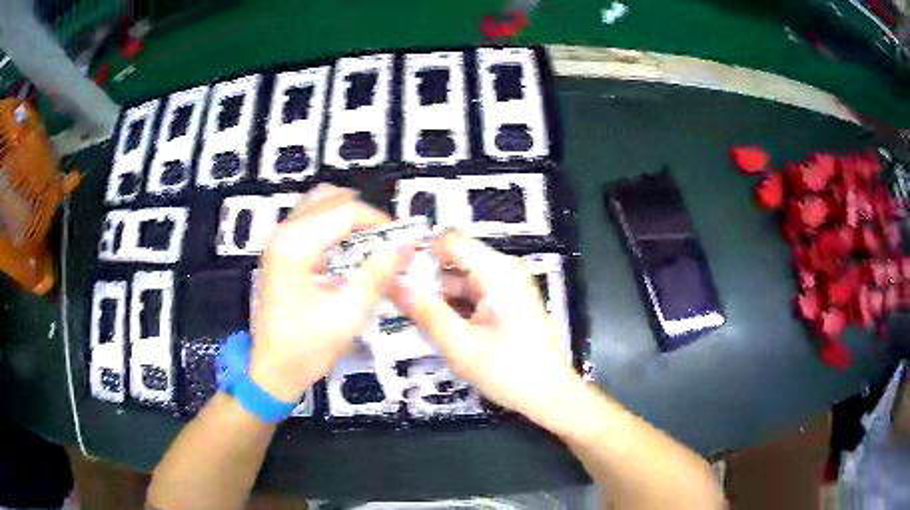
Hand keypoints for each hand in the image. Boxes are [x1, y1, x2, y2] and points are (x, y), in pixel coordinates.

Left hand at [250, 184, 412, 402]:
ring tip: (370, 244)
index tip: (403, 242)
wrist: (273, 370)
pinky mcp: (279, 248)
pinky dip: (334, 224)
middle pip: (332, 198)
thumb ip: (378, 274)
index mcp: (295, 245)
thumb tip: (407, 244)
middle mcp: (283, 231)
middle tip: (387, 243)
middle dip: (365, 216)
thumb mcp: (349, 315)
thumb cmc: (308, 348)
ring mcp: (278, 238)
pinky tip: (347, 251)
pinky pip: (311, 218)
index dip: (380, 222)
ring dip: (349, 217)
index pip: (346, 211)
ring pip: (320, 203)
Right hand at [390, 230, 577, 420]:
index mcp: (497, 271)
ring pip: (458, 280)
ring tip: (409, 316)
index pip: (448, 240)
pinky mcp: (505, 303)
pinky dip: (451, 307)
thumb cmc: (512, 373)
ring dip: (436, 297)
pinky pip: (470, 295)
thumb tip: (394, 283)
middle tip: (394, 302)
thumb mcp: (461, 346)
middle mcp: (502, 271)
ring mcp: (505, 287)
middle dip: (424, 279)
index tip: (391, 273)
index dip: (418, 252)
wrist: (551, 396)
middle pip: (452, 260)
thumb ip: (426, 312)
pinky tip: (436, 327)